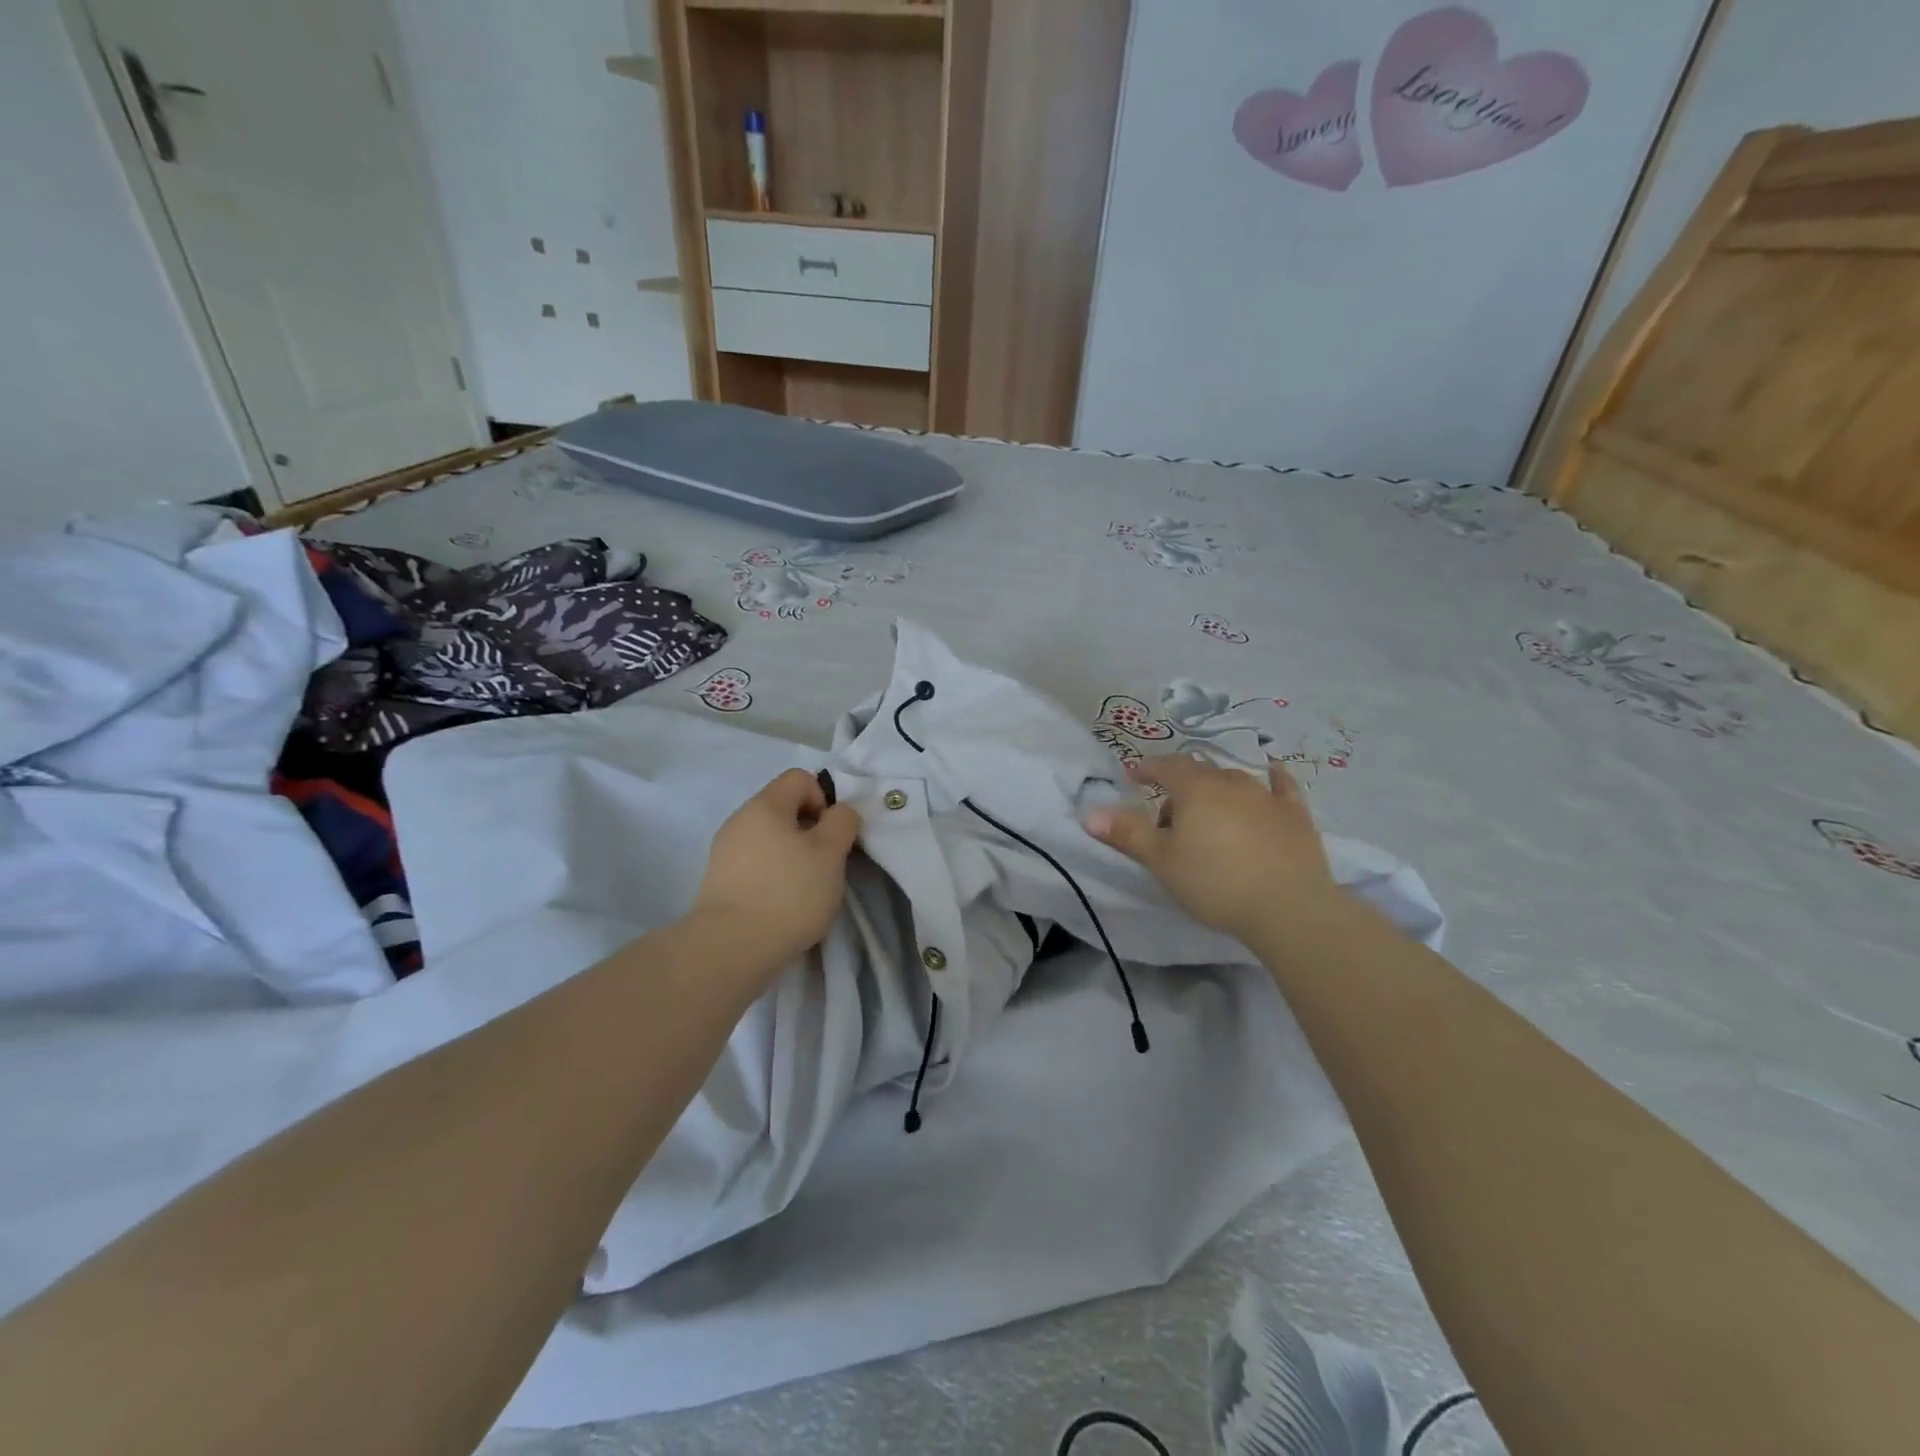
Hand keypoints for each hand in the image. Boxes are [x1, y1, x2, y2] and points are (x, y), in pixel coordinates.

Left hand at [691, 769, 862, 966]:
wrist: (730, 948)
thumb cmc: (788, 893)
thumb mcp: (831, 853)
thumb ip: (842, 822)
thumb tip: (839, 813)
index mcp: (765, 805)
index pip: (800, 778)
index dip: (824, 800)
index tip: (831, 836)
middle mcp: (739, 819)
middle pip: (784, 809)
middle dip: (810, 831)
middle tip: (824, 865)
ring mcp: (724, 851)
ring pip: (770, 839)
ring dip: (793, 856)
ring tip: (804, 890)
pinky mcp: (719, 881)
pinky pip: (755, 864)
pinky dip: (773, 876)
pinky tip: (781, 905)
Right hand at [1085, 755, 1335, 940]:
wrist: (1289, 908)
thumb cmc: (1214, 882)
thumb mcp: (1161, 861)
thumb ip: (1127, 833)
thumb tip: (1089, 812)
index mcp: (1195, 788)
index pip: (1166, 766)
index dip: (1147, 769)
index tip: (1133, 776)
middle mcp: (1231, 782)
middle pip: (1198, 775)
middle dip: (1179, 789)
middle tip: (1168, 822)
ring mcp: (1267, 796)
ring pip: (1234, 781)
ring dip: (1216, 792)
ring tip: (1208, 819)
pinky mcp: (1295, 814)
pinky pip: (1282, 787)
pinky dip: (1273, 780)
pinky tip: (1274, 774)